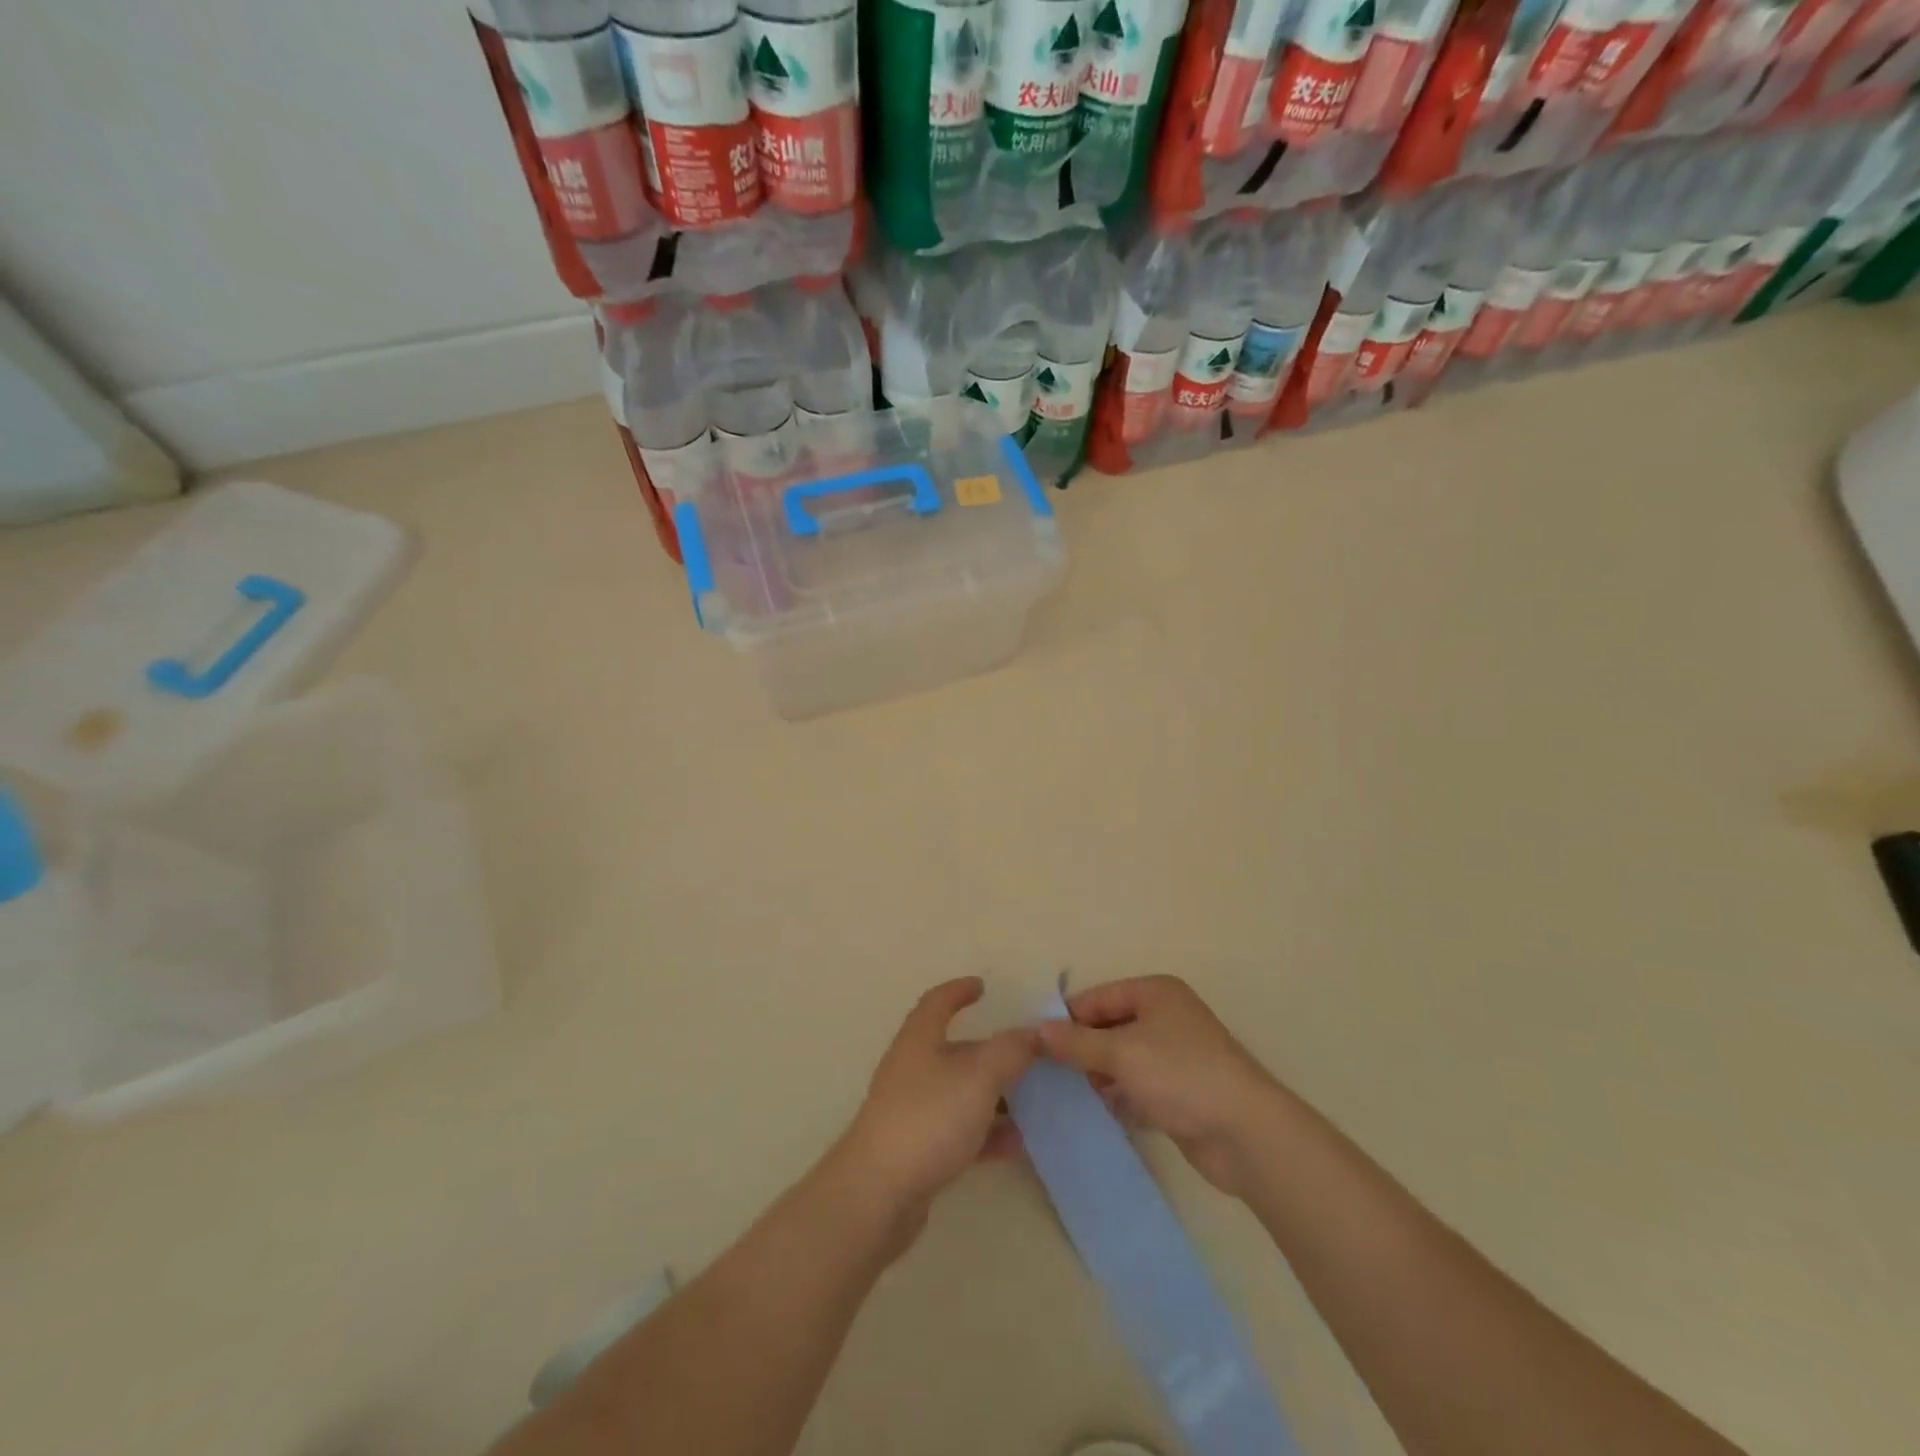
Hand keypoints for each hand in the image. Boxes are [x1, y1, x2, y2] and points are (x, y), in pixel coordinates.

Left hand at [833, 978, 1038, 1236]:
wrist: (877, 1194)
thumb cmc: (928, 1119)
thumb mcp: (978, 1077)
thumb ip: (1009, 1051)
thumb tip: (1031, 1033)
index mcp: (920, 1040)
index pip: (938, 1002)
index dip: (959, 991)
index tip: (982, 986)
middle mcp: (913, 1069)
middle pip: (955, 1050)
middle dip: (990, 1051)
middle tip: (1028, 1056)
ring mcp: (913, 1111)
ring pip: (960, 1093)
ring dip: (994, 1095)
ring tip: (1032, 1103)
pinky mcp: (917, 1150)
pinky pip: (959, 1132)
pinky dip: (987, 1133)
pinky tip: (1016, 1145)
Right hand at [1037, 975, 1279, 1195]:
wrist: (1246, 1134)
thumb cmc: (1180, 1075)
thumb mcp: (1121, 1053)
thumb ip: (1076, 1042)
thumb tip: (1036, 1031)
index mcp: (1154, 993)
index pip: (1097, 998)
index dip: (1067, 1019)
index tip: (1034, 1045)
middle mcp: (1164, 1017)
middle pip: (1108, 1027)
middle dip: (1081, 1050)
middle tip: (1047, 1074)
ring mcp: (1173, 1056)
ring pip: (1121, 1060)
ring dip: (1098, 1076)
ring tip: (1066, 1096)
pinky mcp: (1178, 1093)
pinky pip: (1136, 1087)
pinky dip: (1118, 1097)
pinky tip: (1097, 1113)